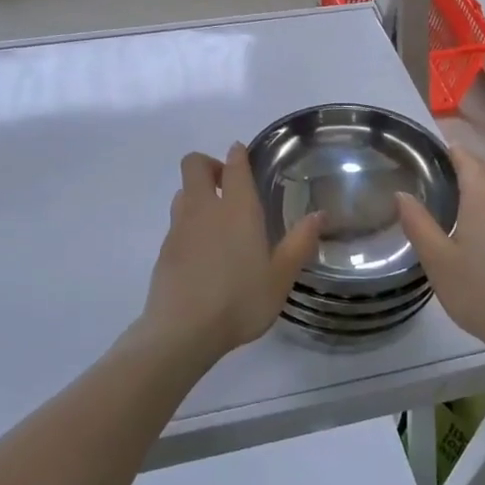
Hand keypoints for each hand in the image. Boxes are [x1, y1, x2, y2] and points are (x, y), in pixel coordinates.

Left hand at [140, 144, 322, 363]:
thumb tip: (320, 215)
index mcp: (237, 209)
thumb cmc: (240, 300)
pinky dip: (188, 223)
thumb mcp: (281, 277)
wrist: (183, 330)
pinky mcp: (164, 249)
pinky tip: (203, 252)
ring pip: (182, 192)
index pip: (234, 165)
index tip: (241, 154)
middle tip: (227, 186)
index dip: (237, 154)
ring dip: (197, 194)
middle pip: (194, 165)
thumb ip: (300, 243)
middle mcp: (204, 209)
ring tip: (216, 219)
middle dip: (209, 165)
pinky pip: (176, 222)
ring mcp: (179, 228)